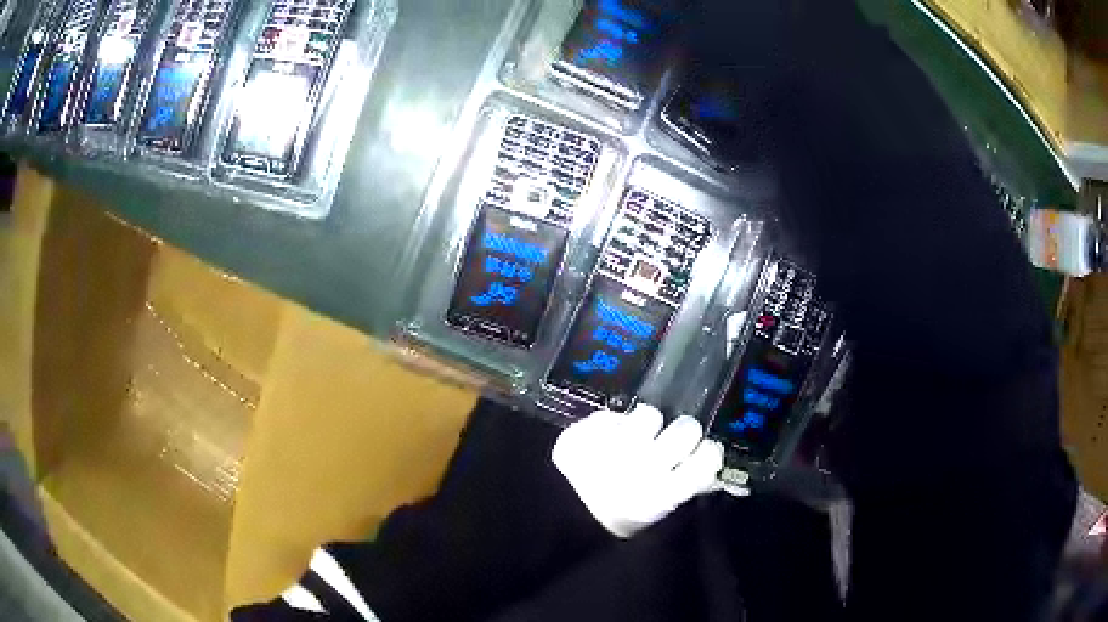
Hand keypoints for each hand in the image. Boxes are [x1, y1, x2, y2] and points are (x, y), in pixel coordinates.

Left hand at [552, 404, 728, 538]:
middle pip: (686, 428)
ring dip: (644, 425)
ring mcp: (608, 449)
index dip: (708, 451)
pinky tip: (603, 443)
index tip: (700, 452)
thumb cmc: (623, 519)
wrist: (564, 521)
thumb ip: (695, 489)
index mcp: (665, 494)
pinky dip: (609, 426)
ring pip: (648, 414)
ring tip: (633, 441)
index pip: (708, 457)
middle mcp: (641, 468)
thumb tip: (729, 473)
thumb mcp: (662, 514)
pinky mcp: (580, 436)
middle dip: (680, 433)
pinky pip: (608, 415)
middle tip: (667, 444)